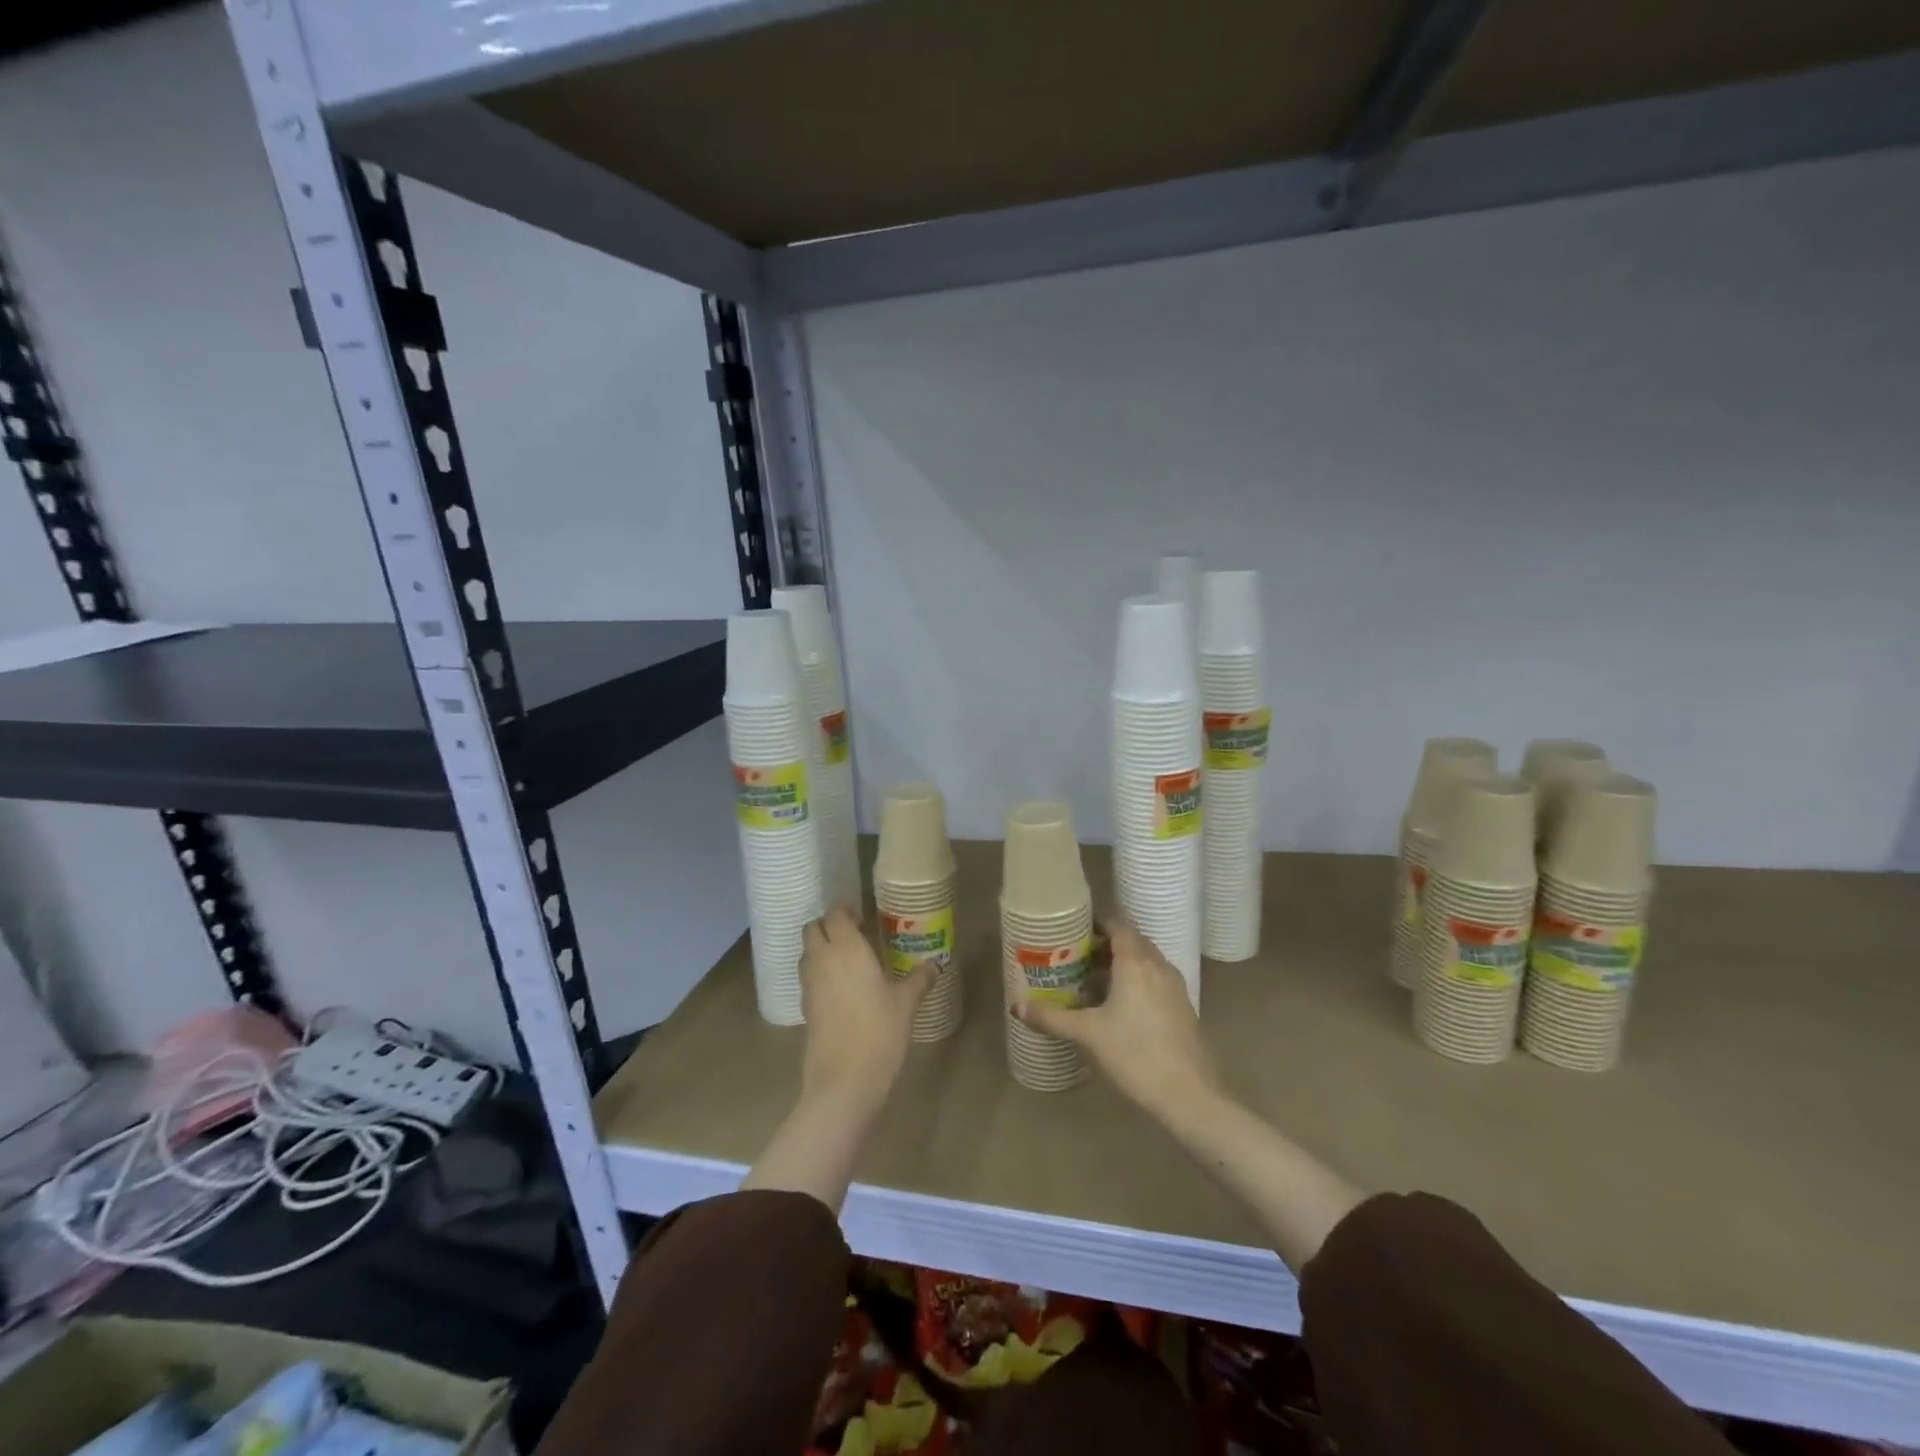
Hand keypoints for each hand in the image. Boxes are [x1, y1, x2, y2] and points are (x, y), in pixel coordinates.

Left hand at [798, 906, 933, 1114]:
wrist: (844, 1081)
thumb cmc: (879, 1032)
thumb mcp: (906, 1004)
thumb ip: (919, 979)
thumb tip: (935, 963)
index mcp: (847, 949)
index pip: (835, 915)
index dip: (844, 910)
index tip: (861, 915)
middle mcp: (822, 960)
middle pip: (812, 929)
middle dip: (828, 925)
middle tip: (853, 933)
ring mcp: (809, 985)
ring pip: (807, 953)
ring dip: (821, 948)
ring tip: (847, 959)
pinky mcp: (805, 1008)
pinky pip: (808, 978)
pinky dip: (819, 973)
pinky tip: (840, 988)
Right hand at [1014, 918, 1222, 1120]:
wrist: (1189, 1096)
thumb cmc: (1134, 1054)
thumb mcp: (1087, 1034)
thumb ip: (1051, 1017)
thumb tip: (1016, 1006)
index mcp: (1136, 962)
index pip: (1119, 923)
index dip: (1097, 920)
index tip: (1073, 928)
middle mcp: (1158, 966)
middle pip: (1132, 940)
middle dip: (1105, 943)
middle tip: (1076, 954)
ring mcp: (1175, 987)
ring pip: (1145, 961)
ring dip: (1121, 963)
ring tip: (1092, 979)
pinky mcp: (1182, 1008)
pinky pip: (1155, 980)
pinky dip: (1136, 980)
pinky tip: (1117, 1006)